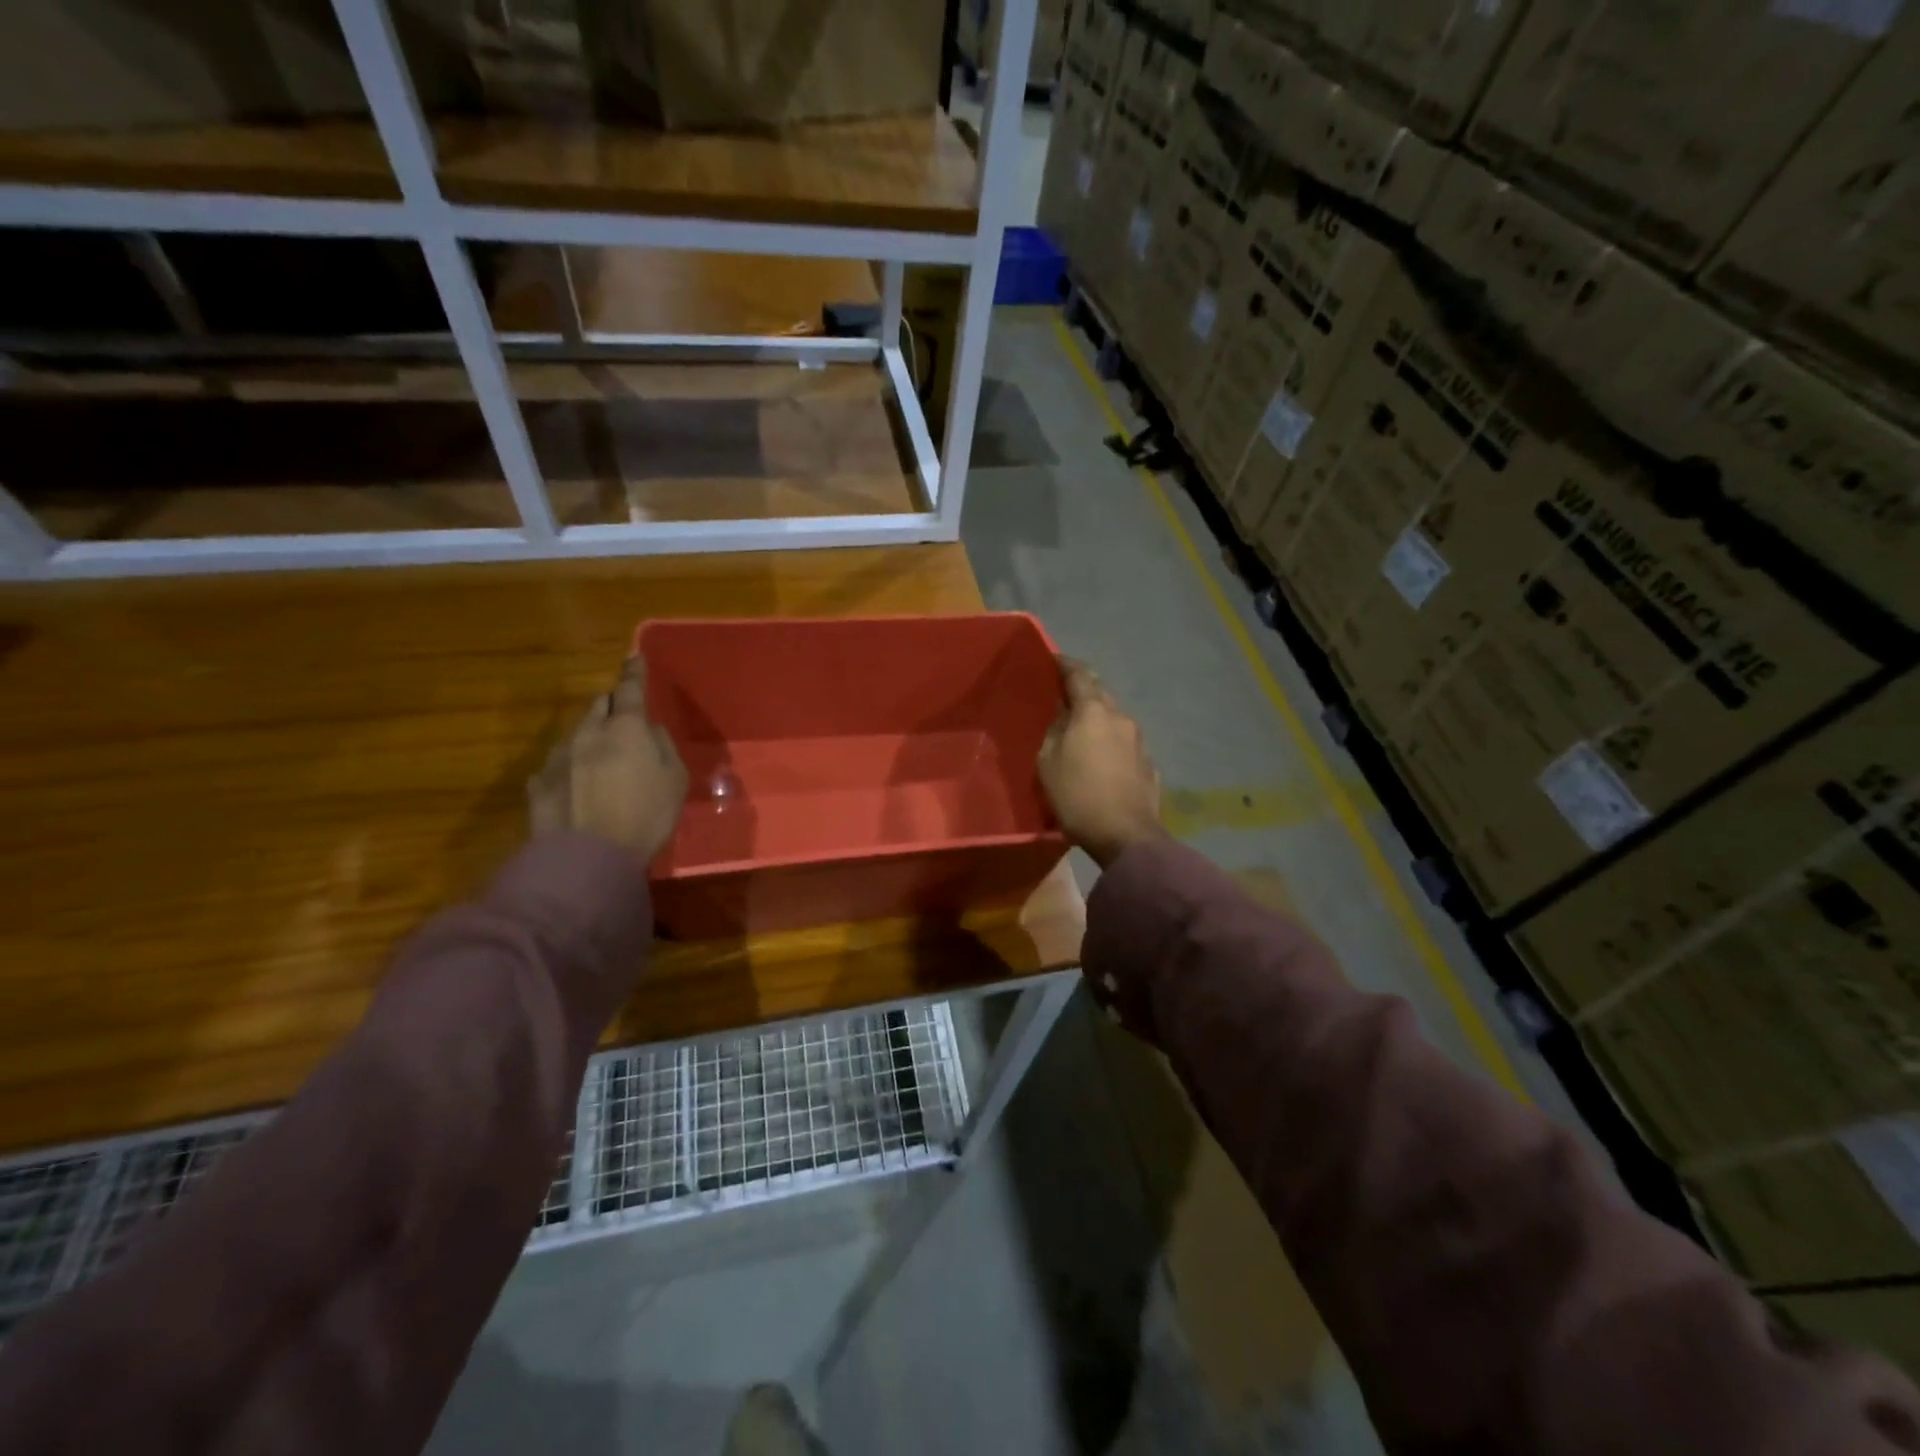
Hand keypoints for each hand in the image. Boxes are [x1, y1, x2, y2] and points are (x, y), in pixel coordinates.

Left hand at [529, 654, 687, 861]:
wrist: (587, 858)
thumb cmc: (645, 816)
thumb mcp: (675, 781)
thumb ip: (664, 748)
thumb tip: (650, 732)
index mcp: (626, 729)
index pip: (630, 689)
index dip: (634, 672)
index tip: (634, 657)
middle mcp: (588, 734)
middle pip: (599, 706)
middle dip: (612, 706)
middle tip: (624, 719)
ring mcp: (558, 758)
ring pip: (576, 734)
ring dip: (590, 738)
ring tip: (602, 761)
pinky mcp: (538, 784)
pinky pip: (558, 765)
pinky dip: (571, 768)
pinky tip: (578, 788)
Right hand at [1037, 657, 1163, 868]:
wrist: (1126, 836)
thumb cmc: (1078, 796)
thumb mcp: (1047, 763)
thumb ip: (1054, 732)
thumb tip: (1063, 719)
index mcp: (1093, 711)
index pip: (1079, 674)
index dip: (1065, 664)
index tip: (1054, 660)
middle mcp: (1121, 718)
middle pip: (1100, 694)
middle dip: (1083, 691)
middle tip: (1063, 697)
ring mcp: (1140, 741)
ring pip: (1114, 718)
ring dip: (1098, 718)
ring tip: (1081, 731)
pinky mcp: (1148, 764)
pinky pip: (1124, 743)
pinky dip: (1110, 742)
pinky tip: (1101, 758)